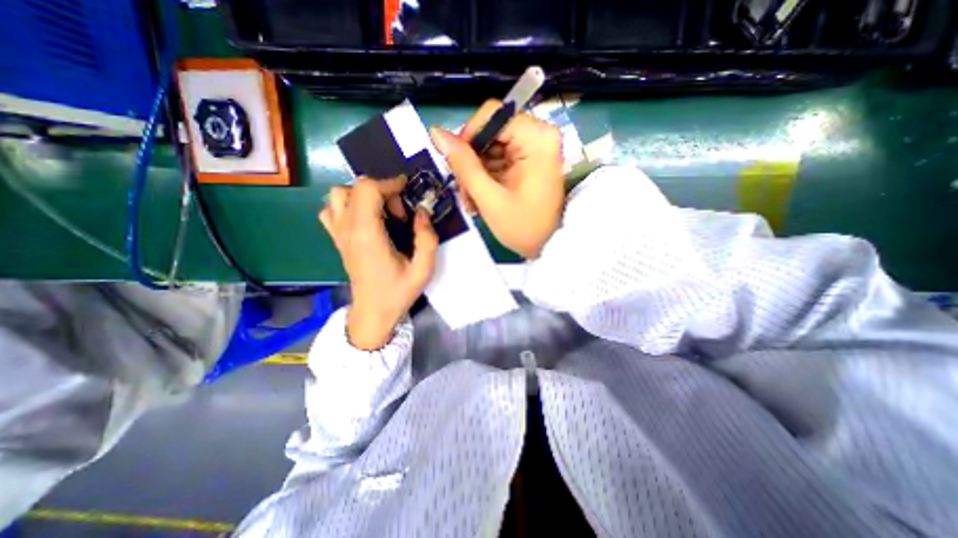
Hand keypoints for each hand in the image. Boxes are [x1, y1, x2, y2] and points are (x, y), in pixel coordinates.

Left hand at [322, 179, 441, 349]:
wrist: (373, 313)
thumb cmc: (398, 292)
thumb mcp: (423, 269)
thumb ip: (426, 238)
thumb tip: (422, 212)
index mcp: (367, 235)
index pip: (368, 189)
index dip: (390, 183)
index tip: (408, 191)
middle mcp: (348, 229)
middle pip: (355, 187)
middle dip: (382, 191)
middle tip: (399, 213)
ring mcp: (338, 233)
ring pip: (339, 195)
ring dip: (363, 196)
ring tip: (382, 214)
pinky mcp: (337, 239)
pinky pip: (332, 210)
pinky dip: (347, 206)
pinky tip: (365, 220)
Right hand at [431, 103, 562, 260]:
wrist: (549, 246)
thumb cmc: (523, 227)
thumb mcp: (489, 198)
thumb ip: (463, 164)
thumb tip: (436, 132)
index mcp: (536, 138)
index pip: (491, 115)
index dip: (468, 138)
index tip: (457, 167)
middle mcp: (539, 135)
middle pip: (490, 132)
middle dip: (471, 163)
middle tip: (465, 193)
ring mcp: (535, 148)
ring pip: (491, 147)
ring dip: (476, 174)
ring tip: (473, 202)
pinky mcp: (530, 160)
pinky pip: (499, 158)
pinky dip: (487, 177)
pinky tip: (482, 198)